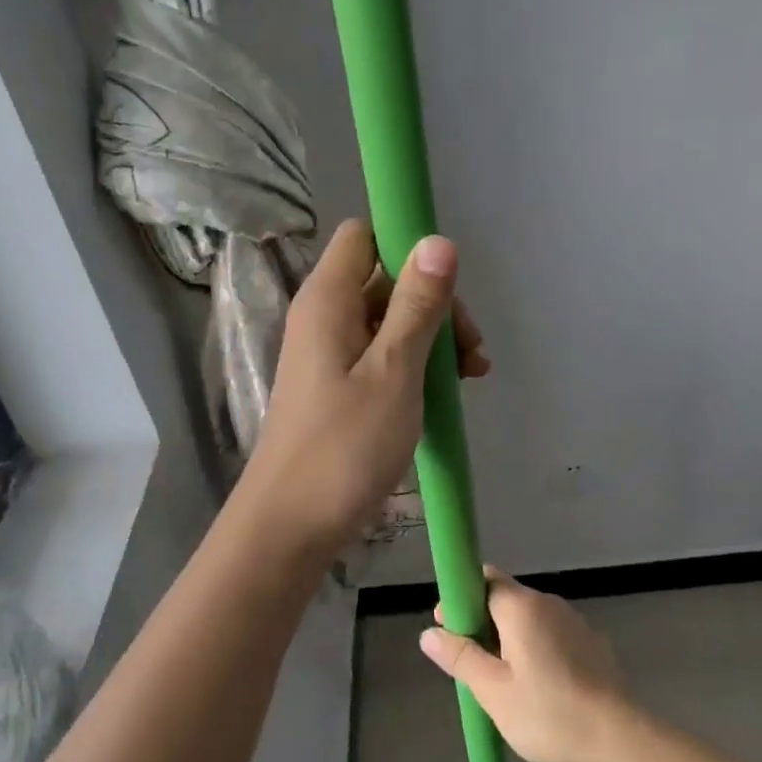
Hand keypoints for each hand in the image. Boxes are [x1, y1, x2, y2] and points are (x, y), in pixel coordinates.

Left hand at [236, 219, 486, 558]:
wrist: (291, 527)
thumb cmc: (344, 448)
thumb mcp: (394, 372)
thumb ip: (417, 306)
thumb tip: (438, 240)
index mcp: (328, 300)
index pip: (365, 235)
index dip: (407, 244)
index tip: (449, 281)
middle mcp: (325, 316)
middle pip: (386, 279)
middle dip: (434, 302)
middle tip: (470, 350)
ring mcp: (330, 352)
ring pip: (390, 320)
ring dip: (433, 337)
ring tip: (471, 376)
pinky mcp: (339, 385)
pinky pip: (383, 354)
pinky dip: (416, 364)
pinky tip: (449, 391)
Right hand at [419, 568, 632, 761]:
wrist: (621, 741)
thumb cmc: (550, 715)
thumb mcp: (494, 692)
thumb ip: (461, 658)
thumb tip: (429, 632)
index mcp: (522, 606)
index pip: (483, 579)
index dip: (461, 598)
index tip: (449, 630)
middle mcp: (549, 603)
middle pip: (505, 598)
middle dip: (482, 623)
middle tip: (471, 666)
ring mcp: (575, 622)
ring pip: (529, 620)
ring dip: (509, 639)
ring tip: (501, 683)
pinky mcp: (592, 644)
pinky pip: (552, 635)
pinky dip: (535, 650)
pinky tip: (537, 690)